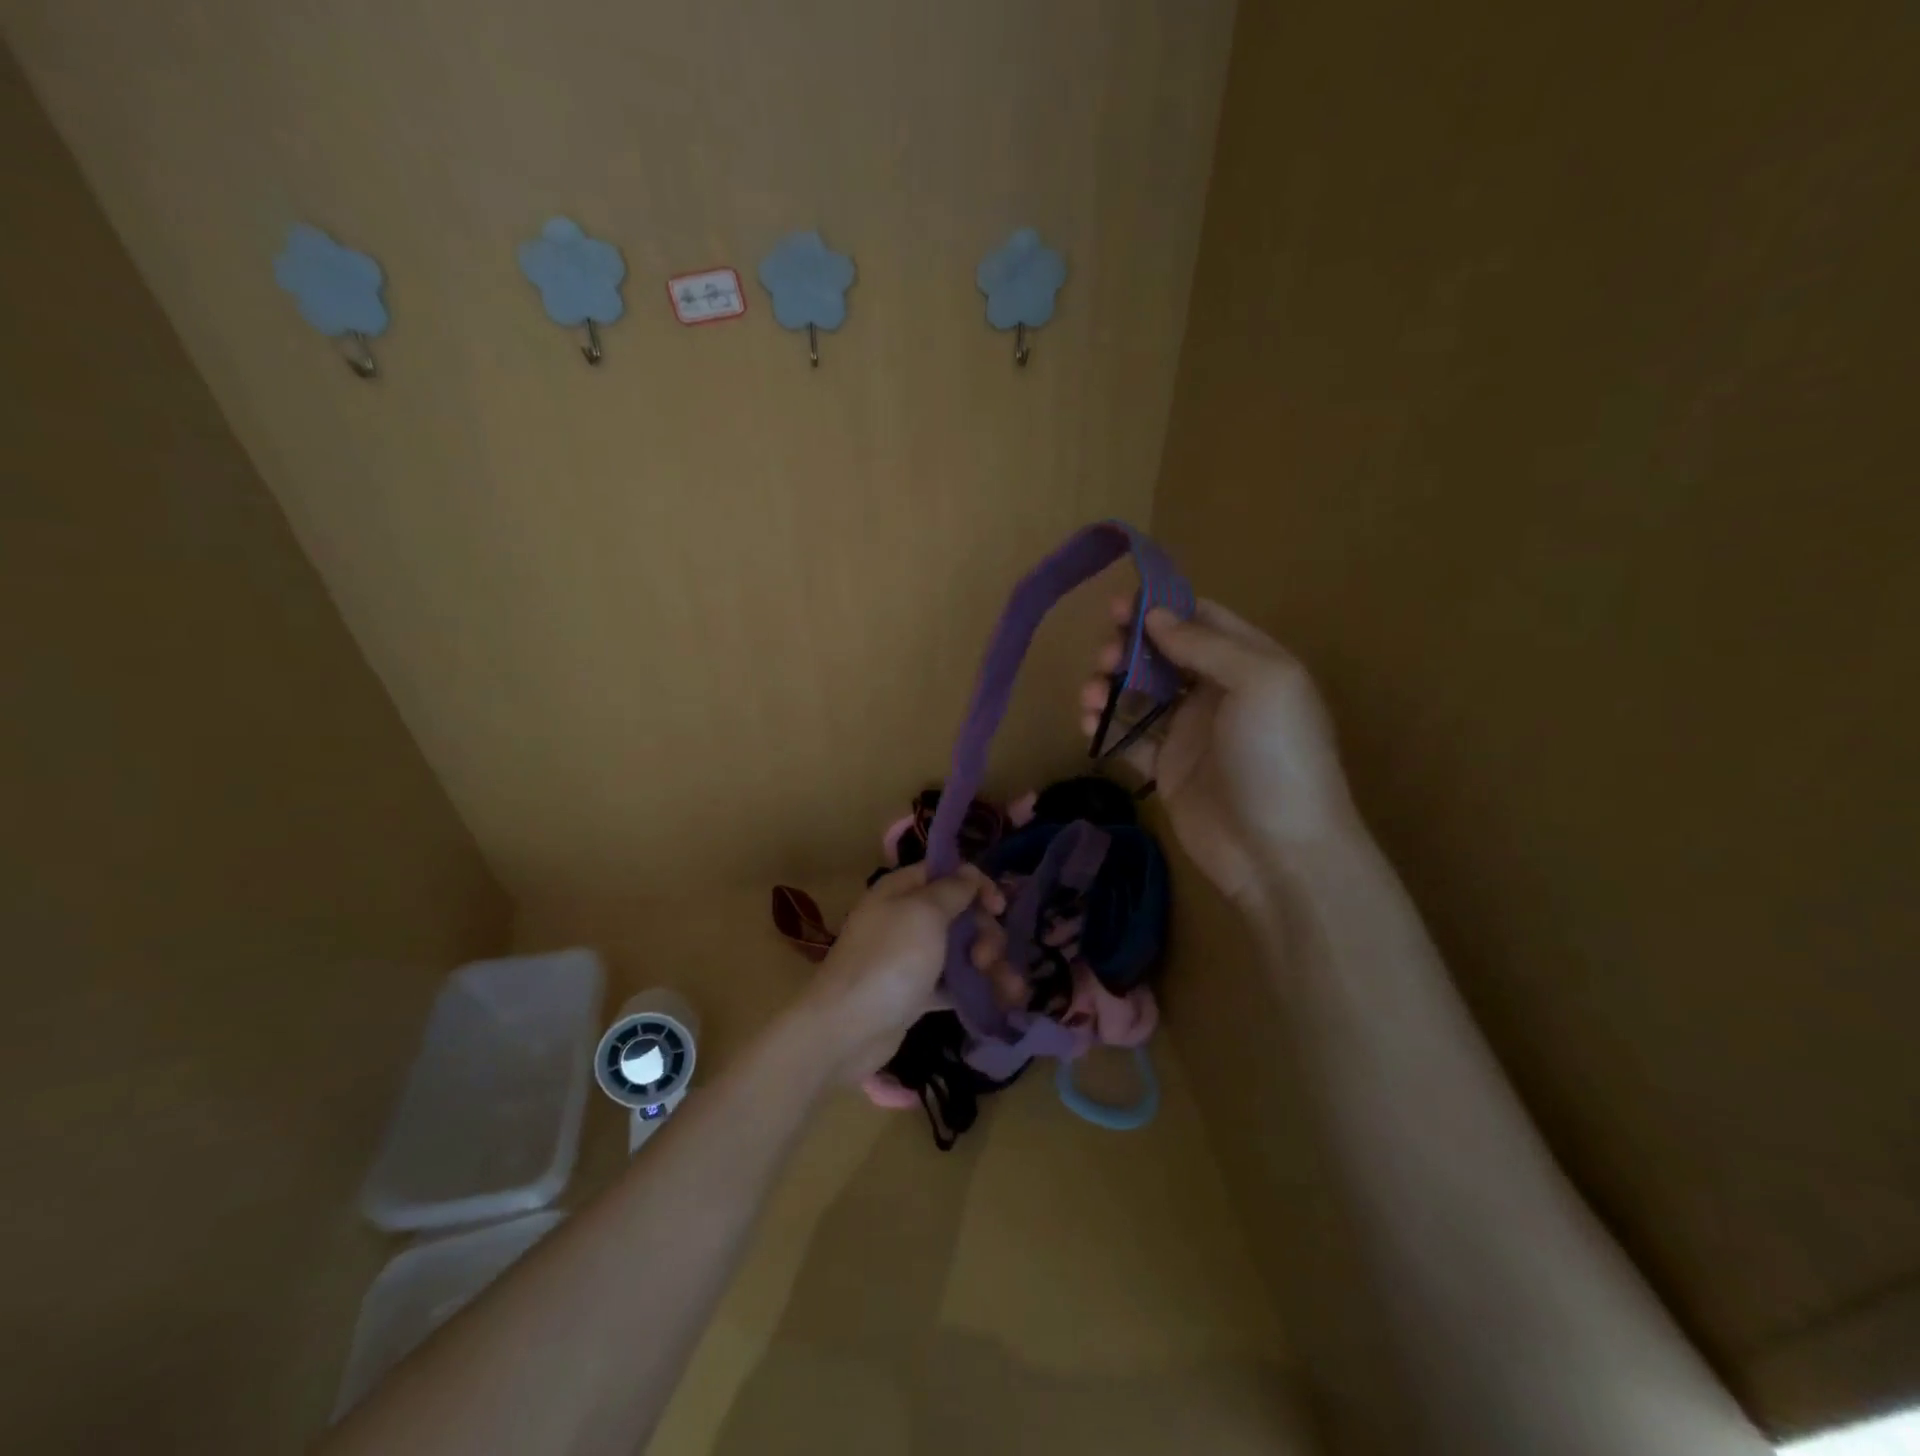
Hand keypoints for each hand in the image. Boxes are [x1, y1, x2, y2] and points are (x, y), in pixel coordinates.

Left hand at [801, 862, 1002, 1077]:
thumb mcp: (924, 913)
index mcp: (901, 890)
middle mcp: (904, 918)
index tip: (999, 908)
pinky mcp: (914, 992)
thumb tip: (970, 872)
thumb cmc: (889, 960)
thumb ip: (952, 890)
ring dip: (988, 964)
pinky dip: (975, 989)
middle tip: (987, 957)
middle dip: (984, 932)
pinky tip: (1003, 1001)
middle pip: (958, 914)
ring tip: (1009, 989)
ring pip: (959, 950)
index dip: (977, 885)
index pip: (946, 873)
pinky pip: (952, 983)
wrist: (846, 1029)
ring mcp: (909, 957)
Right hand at [1080, 598, 1358, 905]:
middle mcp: (1219, 693)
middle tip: (1104, 659)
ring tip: (1090, 697)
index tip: (1118, 607)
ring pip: (1140, 695)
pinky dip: (1106, 728)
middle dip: (1128, 649)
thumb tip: (1154, 615)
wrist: (1281, 853)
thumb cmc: (1277, 757)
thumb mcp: (1260, 682)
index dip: (1161, 608)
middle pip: (1162, 655)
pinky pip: (1130, 739)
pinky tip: (1088, 726)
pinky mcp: (1168, 771)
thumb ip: (1205, 644)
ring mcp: (1191, 733)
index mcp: (1250, 664)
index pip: (1201, 620)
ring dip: (1110, 687)